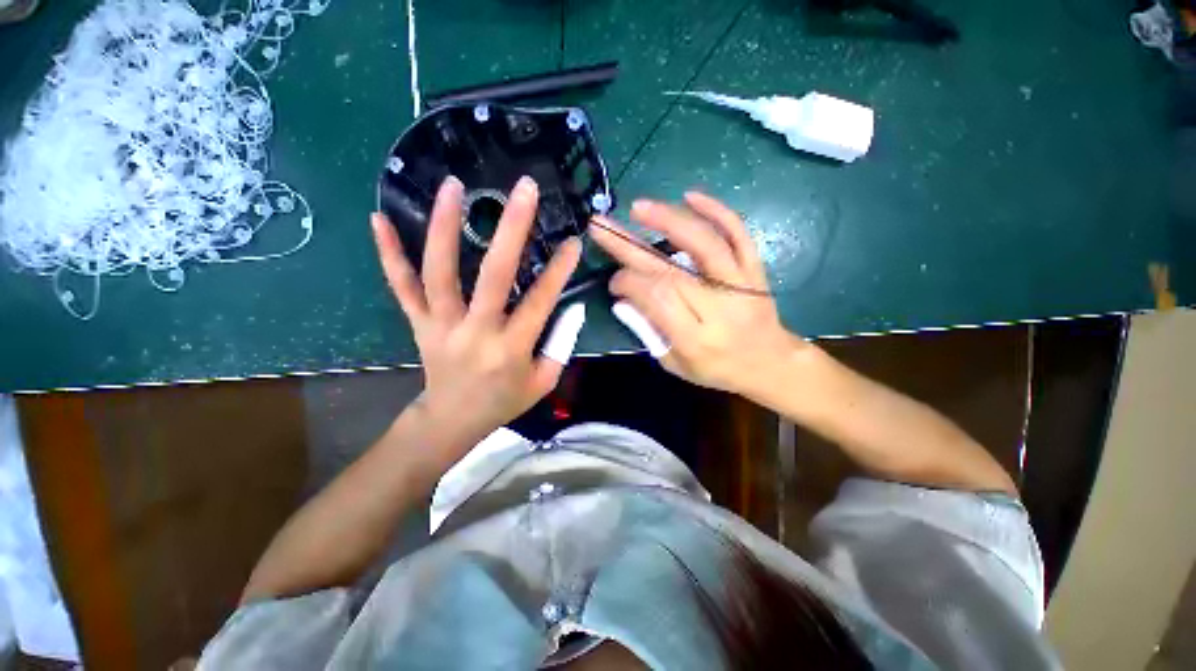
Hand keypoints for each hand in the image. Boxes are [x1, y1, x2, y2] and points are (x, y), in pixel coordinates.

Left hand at [371, 175, 581, 446]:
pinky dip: (389, 254)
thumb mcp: (544, 381)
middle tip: (523, 189)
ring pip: (439, 273)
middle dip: (512, 229)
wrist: (453, 420)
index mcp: (511, 349)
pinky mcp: (419, 323)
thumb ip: (561, 344)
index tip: (573, 241)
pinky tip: (379, 219)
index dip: (559, 270)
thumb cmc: (504, 402)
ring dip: (445, 226)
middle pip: (493, 275)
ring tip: (454, 186)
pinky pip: (401, 287)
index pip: (540, 301)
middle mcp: (476, 332)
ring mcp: (441, 325)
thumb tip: (572, 306)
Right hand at [590, 192, 805, 396]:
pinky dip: (716, 211)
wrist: (769, 362)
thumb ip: (648, 331)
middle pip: (671, 271)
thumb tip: (623, 298)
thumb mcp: (675, 364)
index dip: (629, 283)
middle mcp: (719, 309)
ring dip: (669, 221)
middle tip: (602, 227)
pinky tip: (690, 196)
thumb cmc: (717, 369)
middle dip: (630, 247)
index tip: (614, 280)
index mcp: (697, 338)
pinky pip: (739, 234)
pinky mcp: (755, 270)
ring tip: (638, 207)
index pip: (657, 299)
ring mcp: (741, 285)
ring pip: (705, 244)